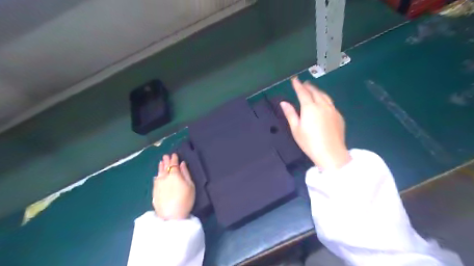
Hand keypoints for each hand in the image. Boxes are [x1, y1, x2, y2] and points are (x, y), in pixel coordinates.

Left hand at [152, 152, 195, 218]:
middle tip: (166, 155)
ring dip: (160, 166)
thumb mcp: (190, 185)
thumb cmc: (185, 200)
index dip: (174, 158)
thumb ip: (186, 173)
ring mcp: (158, 184)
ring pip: (159, 172)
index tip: (174, 154)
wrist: (171, 216)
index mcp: (174, 174)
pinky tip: (157, 175)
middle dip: (166, 160)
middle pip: (165, 167)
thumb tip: (182, 164)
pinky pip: (155, 180)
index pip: (173, 164)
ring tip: (161, 162)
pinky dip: (157, 175)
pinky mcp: (154, 191)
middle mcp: (164, 177)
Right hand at [279, 77, 348, 169]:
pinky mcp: (339, 116)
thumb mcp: (296, 129)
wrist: (331, 153)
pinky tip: (323, 102)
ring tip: (313, 89)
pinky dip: (325, 99)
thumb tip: (283, 102)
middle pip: (315, 92)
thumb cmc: (309, 142)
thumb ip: (290, 114)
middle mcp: (322, 105)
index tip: (294, 79)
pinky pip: (331, 103)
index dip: (298, 85)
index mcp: (310, 108)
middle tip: (304, 83)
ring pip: (325, 96)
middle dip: (308, 86)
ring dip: (317, 91)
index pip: (303, 92)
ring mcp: (332, 110)